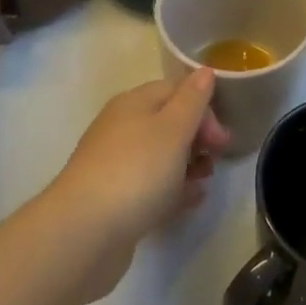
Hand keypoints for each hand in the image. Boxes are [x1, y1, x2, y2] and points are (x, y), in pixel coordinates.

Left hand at [46, 68, 231, 300]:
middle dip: (198, 137)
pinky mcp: (115, 199)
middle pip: (169, 122)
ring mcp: (116, 164)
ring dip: (188, 164)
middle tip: (217, 158)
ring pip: (161, 156)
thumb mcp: (173, 128)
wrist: (84, 233)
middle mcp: (122, 127)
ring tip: (204, 181)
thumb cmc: (136, 170)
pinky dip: (173, 189)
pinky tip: (190, 201)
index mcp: (134, 103)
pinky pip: (151, 186)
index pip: (176, 90)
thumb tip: (205, 71)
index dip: (204, 108)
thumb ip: (192, 99)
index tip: (221, 138)